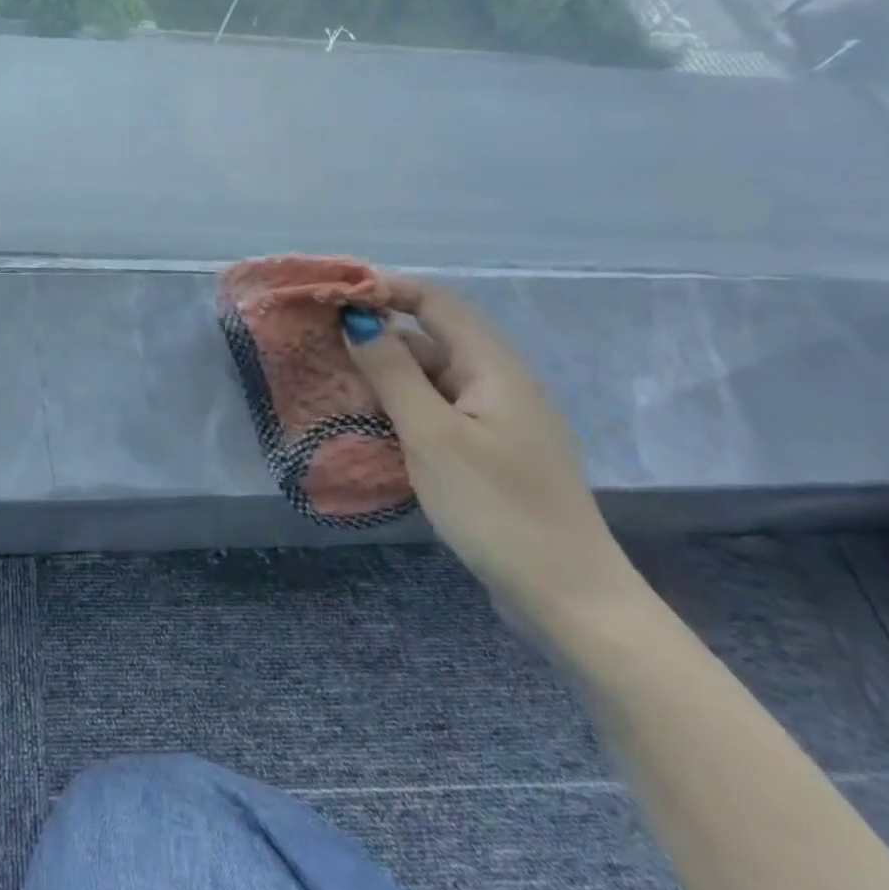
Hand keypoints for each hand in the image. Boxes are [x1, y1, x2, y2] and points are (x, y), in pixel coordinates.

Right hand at [342, 276, 634, 623]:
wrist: (569, 600)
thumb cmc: (497, 508)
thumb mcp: (432, 434)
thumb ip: (392, 371)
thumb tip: (357, 318)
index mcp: (493, 367)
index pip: (435, 301)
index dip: (384, 289)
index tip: (331, 299)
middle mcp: (497, 384)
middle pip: (429, 338)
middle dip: (375, 336)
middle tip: (319, 348)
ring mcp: (495, 420)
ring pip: (429, 378)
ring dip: (382, 376)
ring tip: (331, 387)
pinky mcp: (488, 452)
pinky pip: (435, 411)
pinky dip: (399, 409)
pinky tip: (367, 427)